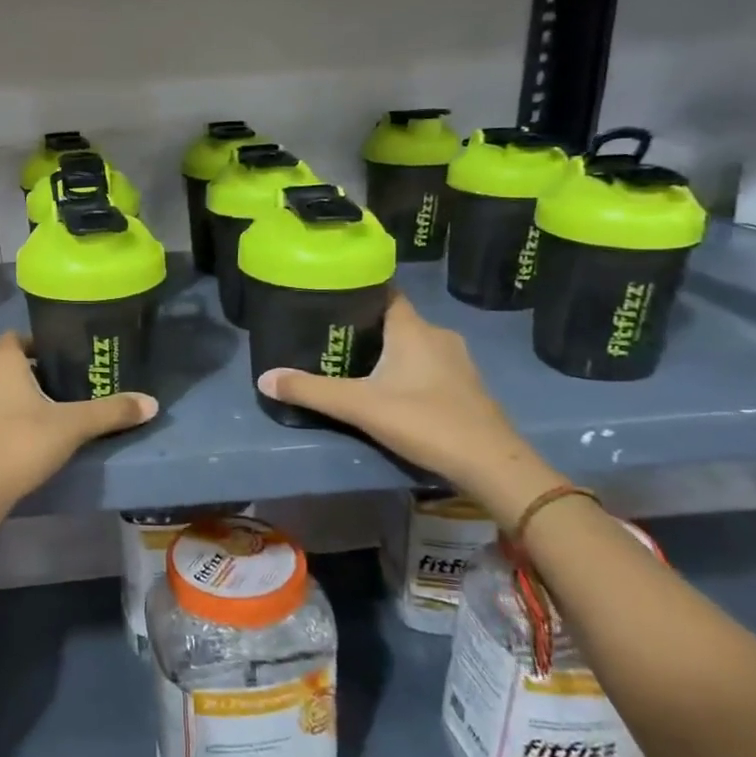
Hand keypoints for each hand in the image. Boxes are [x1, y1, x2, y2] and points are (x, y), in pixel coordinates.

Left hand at [0, 332, 157, 509]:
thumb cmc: (21, 447)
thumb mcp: (73, 428)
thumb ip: (111, 412)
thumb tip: (152, 403)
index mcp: (0, 362)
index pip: (16, 339)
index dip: (34, 349)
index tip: (52, 367)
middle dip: (16, 379)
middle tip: (43, 403)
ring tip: (14, 427)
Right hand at [257, 294, 556, 526]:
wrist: (491, 464)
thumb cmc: (424, 421)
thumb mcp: (359, 406)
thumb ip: (311, 391)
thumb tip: (264, 379)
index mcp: (413, 329)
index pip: (385, 293)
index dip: (358, 292)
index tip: (330, 298)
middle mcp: (438, 335)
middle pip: (396, 320)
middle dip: (366, 327)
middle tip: (331, 337)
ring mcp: (457, 362)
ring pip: (414, 344)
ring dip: (389, 351)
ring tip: (355, 363)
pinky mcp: (466, 387)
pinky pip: (429, 365)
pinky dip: (408, 370)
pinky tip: (391, 390)